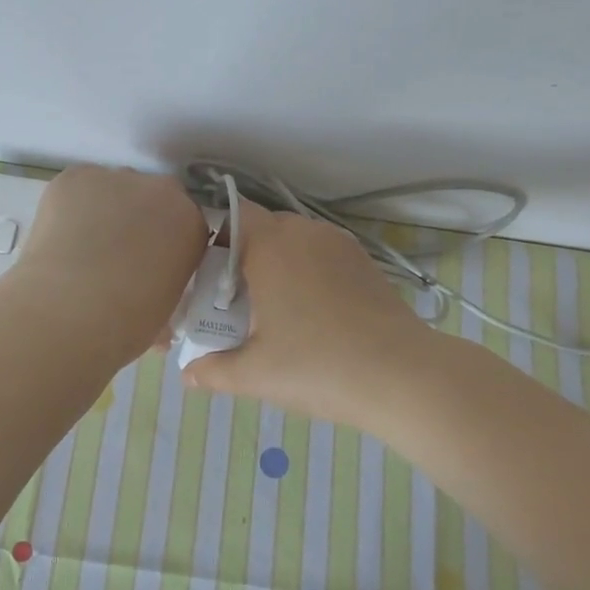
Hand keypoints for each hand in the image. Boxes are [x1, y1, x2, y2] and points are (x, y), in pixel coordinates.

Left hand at [8, 165, 208, 358]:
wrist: (69, 310)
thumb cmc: (126, 323)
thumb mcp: (164, 312)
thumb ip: (166, 288)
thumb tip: (149, 294)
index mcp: (191, 225)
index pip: (185, 224)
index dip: (165, 243)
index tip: (149, 263)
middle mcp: (161, 191)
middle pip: (153, 198)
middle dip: (139, 219)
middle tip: (116, 255)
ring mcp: (117, 178)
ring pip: (114, 190)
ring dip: (105, 210)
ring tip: (82, 247)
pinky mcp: (75, 177)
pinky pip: (79, 187)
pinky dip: (72, 206)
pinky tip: (61, 236)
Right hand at [182, 202, 440, 430]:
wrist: (402, 375)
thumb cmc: (318, 366)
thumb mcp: (255, 374)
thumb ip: (212, 371)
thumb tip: (187, 375)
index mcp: (270, 245)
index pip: (230, 214)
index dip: (211, 238)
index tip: (204, 277)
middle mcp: (304, 232)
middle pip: (260, 228)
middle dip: (241, 257)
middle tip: (231, 301)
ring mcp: (338, 244)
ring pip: (293, 240)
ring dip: (276, 264)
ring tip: (271, 309)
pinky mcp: (363, 261)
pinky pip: (320, 253)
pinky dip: (306, 272)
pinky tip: (309, 313)